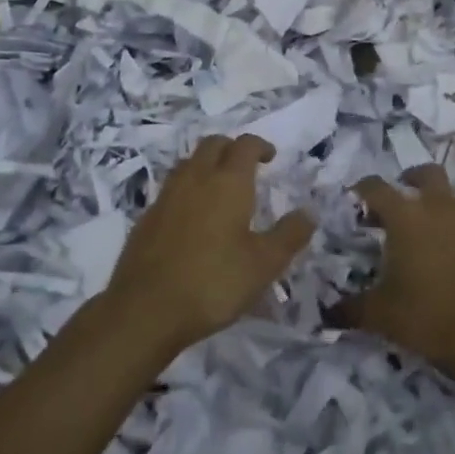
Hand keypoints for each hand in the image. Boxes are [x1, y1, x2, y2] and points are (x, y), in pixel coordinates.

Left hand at [104, 134, 314, 356]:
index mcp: (228, 182)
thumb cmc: (213, 282)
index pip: (244, 145)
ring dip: (207, 165)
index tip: (270, 157)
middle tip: (246, 167)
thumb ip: (289, 235)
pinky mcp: (147, 217)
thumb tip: (309, 213)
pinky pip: (172, 189)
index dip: (259, 145)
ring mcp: (166, 196)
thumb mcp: (264, 264)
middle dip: (231, 148)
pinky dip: (187, 190)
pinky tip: (193, 218)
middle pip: (213, 144)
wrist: (145, 308)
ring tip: (220, 188)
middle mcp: (195, 178)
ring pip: (189, 163)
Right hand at [341, 165, 454, 376]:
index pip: (376, 187)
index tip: (356, 198)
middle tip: (402, 197)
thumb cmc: (425, 313)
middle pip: (426, 173)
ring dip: (443, 202)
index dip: (362, 189)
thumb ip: (351, 309)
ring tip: (433, 226)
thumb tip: (328, 314)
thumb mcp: (380, 314)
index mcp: (404, 215)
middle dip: (412, 179)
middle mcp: (437, 206)